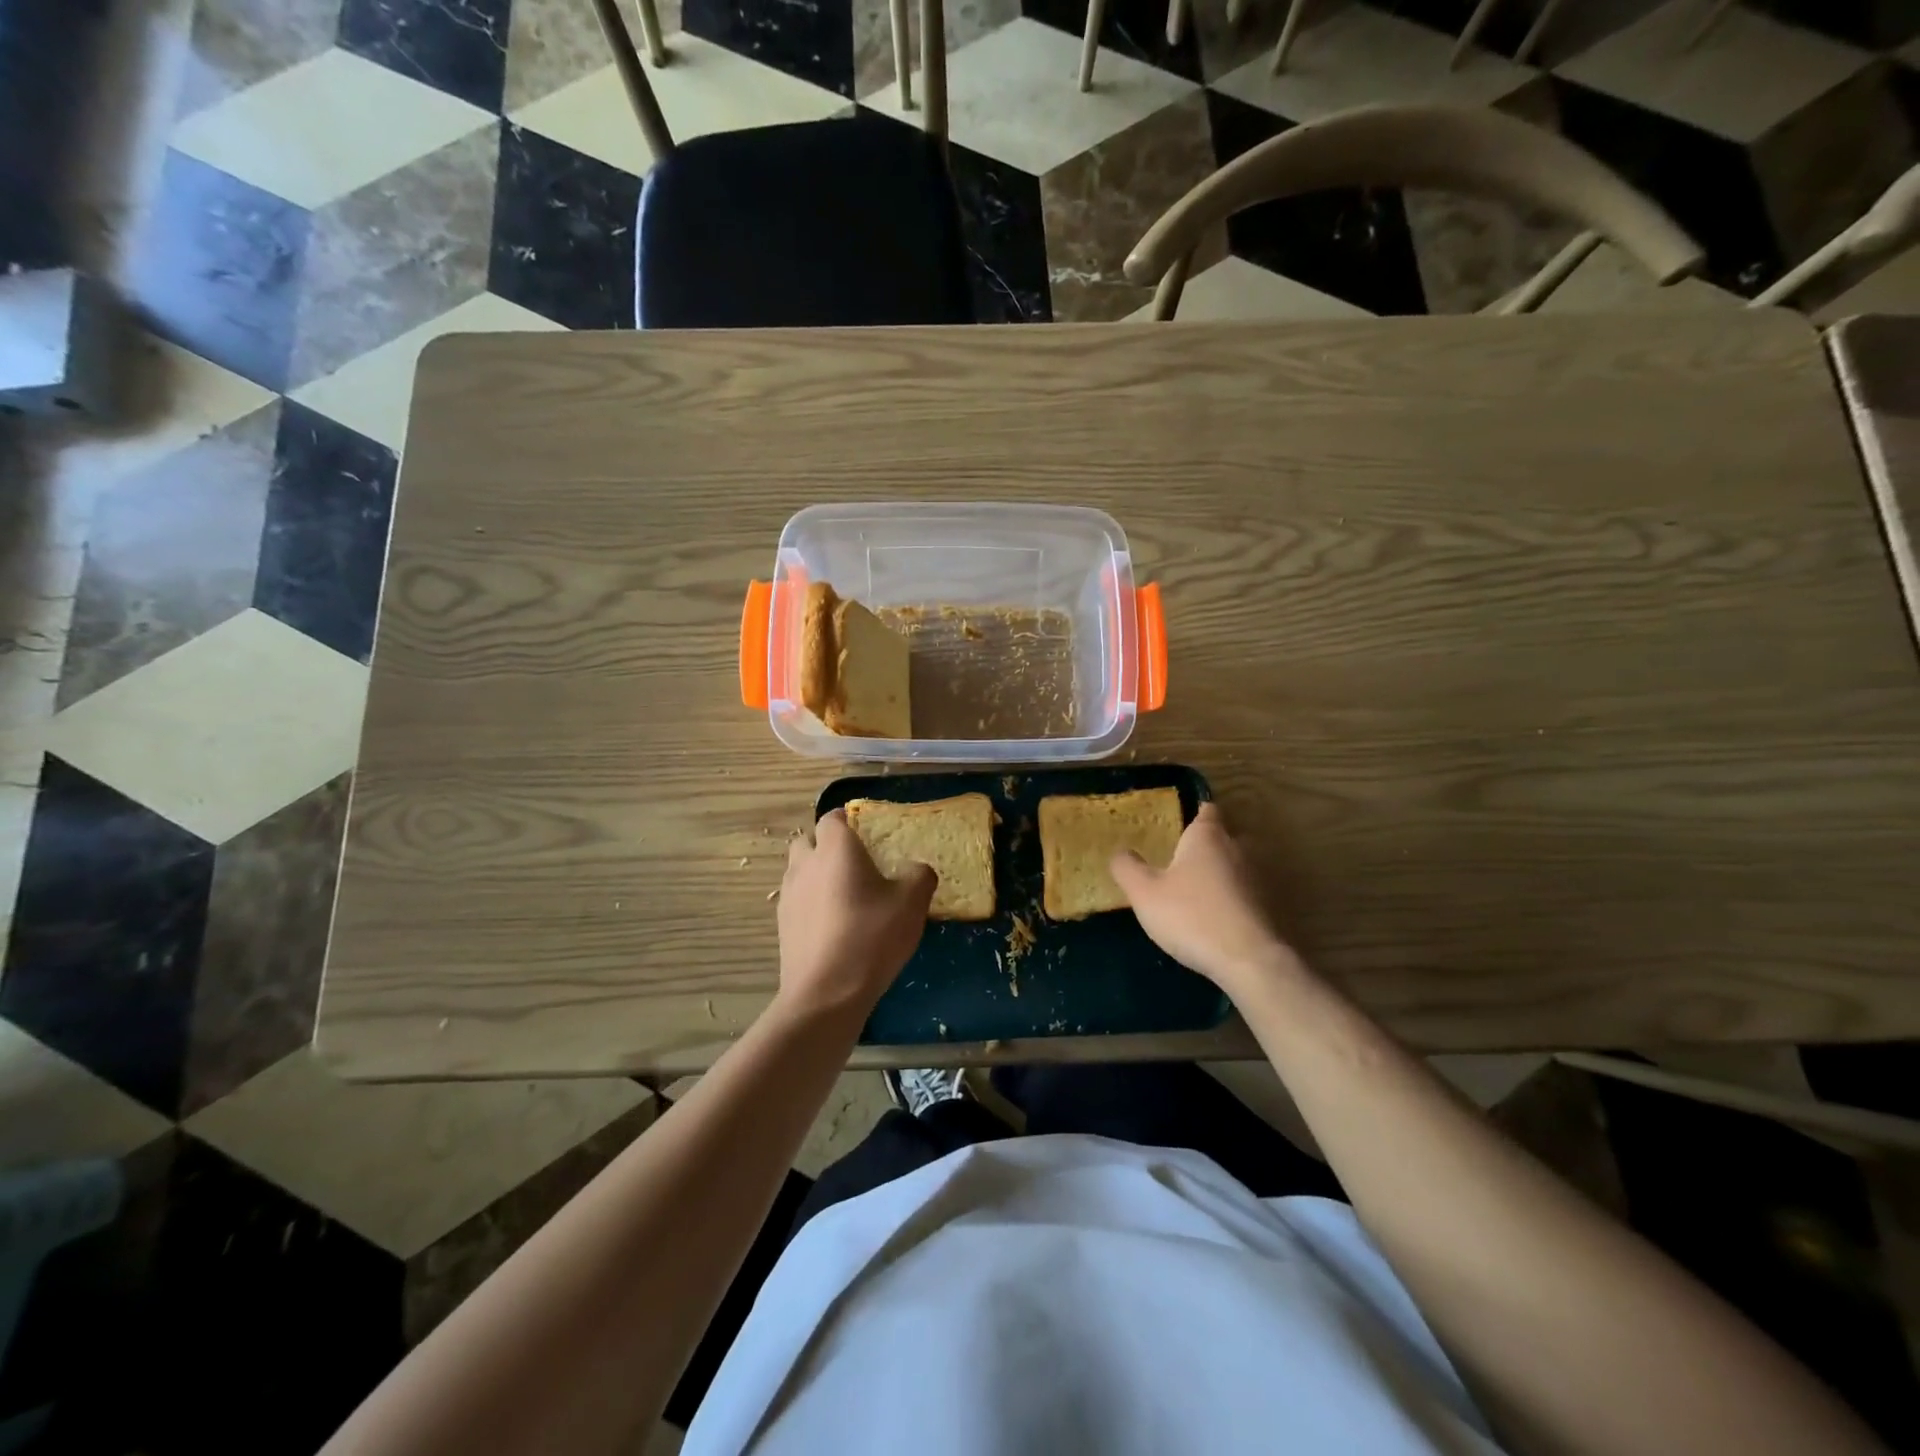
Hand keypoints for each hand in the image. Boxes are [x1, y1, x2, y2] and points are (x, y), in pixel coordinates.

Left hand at [777, 810, 934, 1017]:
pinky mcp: (783, 926)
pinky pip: (797, 901)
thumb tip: (915, 869)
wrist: (826, 994)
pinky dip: (812, 904)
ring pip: (800, 871)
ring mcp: (788, 896)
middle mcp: (805, 864)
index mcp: (835, 849)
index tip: (870, 834)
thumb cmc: (871, 937)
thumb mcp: (912, 903)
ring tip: (846, 896)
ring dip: (817, 875)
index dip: (850, 821)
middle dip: (828, 846)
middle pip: (809, 841)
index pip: (833, 817)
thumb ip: (919, 875)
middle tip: (856, 864)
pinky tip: (834, 925)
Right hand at [1109, 803, 1303, 999]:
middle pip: (1221, 838)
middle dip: (1203, 846)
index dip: (1194, 811)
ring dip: (1217, 875)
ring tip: (1192, 892)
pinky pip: (1243, 894)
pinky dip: (1229, 899)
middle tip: (1178, 860)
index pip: (1207, 809)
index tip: (1179, 821)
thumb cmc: (1191, 916)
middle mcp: (1237, 849)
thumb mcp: (1144, 893)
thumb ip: (1127, 868)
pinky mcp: (1267, 907)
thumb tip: (1121, 852)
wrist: (1248, 961)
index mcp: (1207, 837)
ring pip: (1233, 866)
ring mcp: (1257, 878)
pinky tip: (1212, 918)